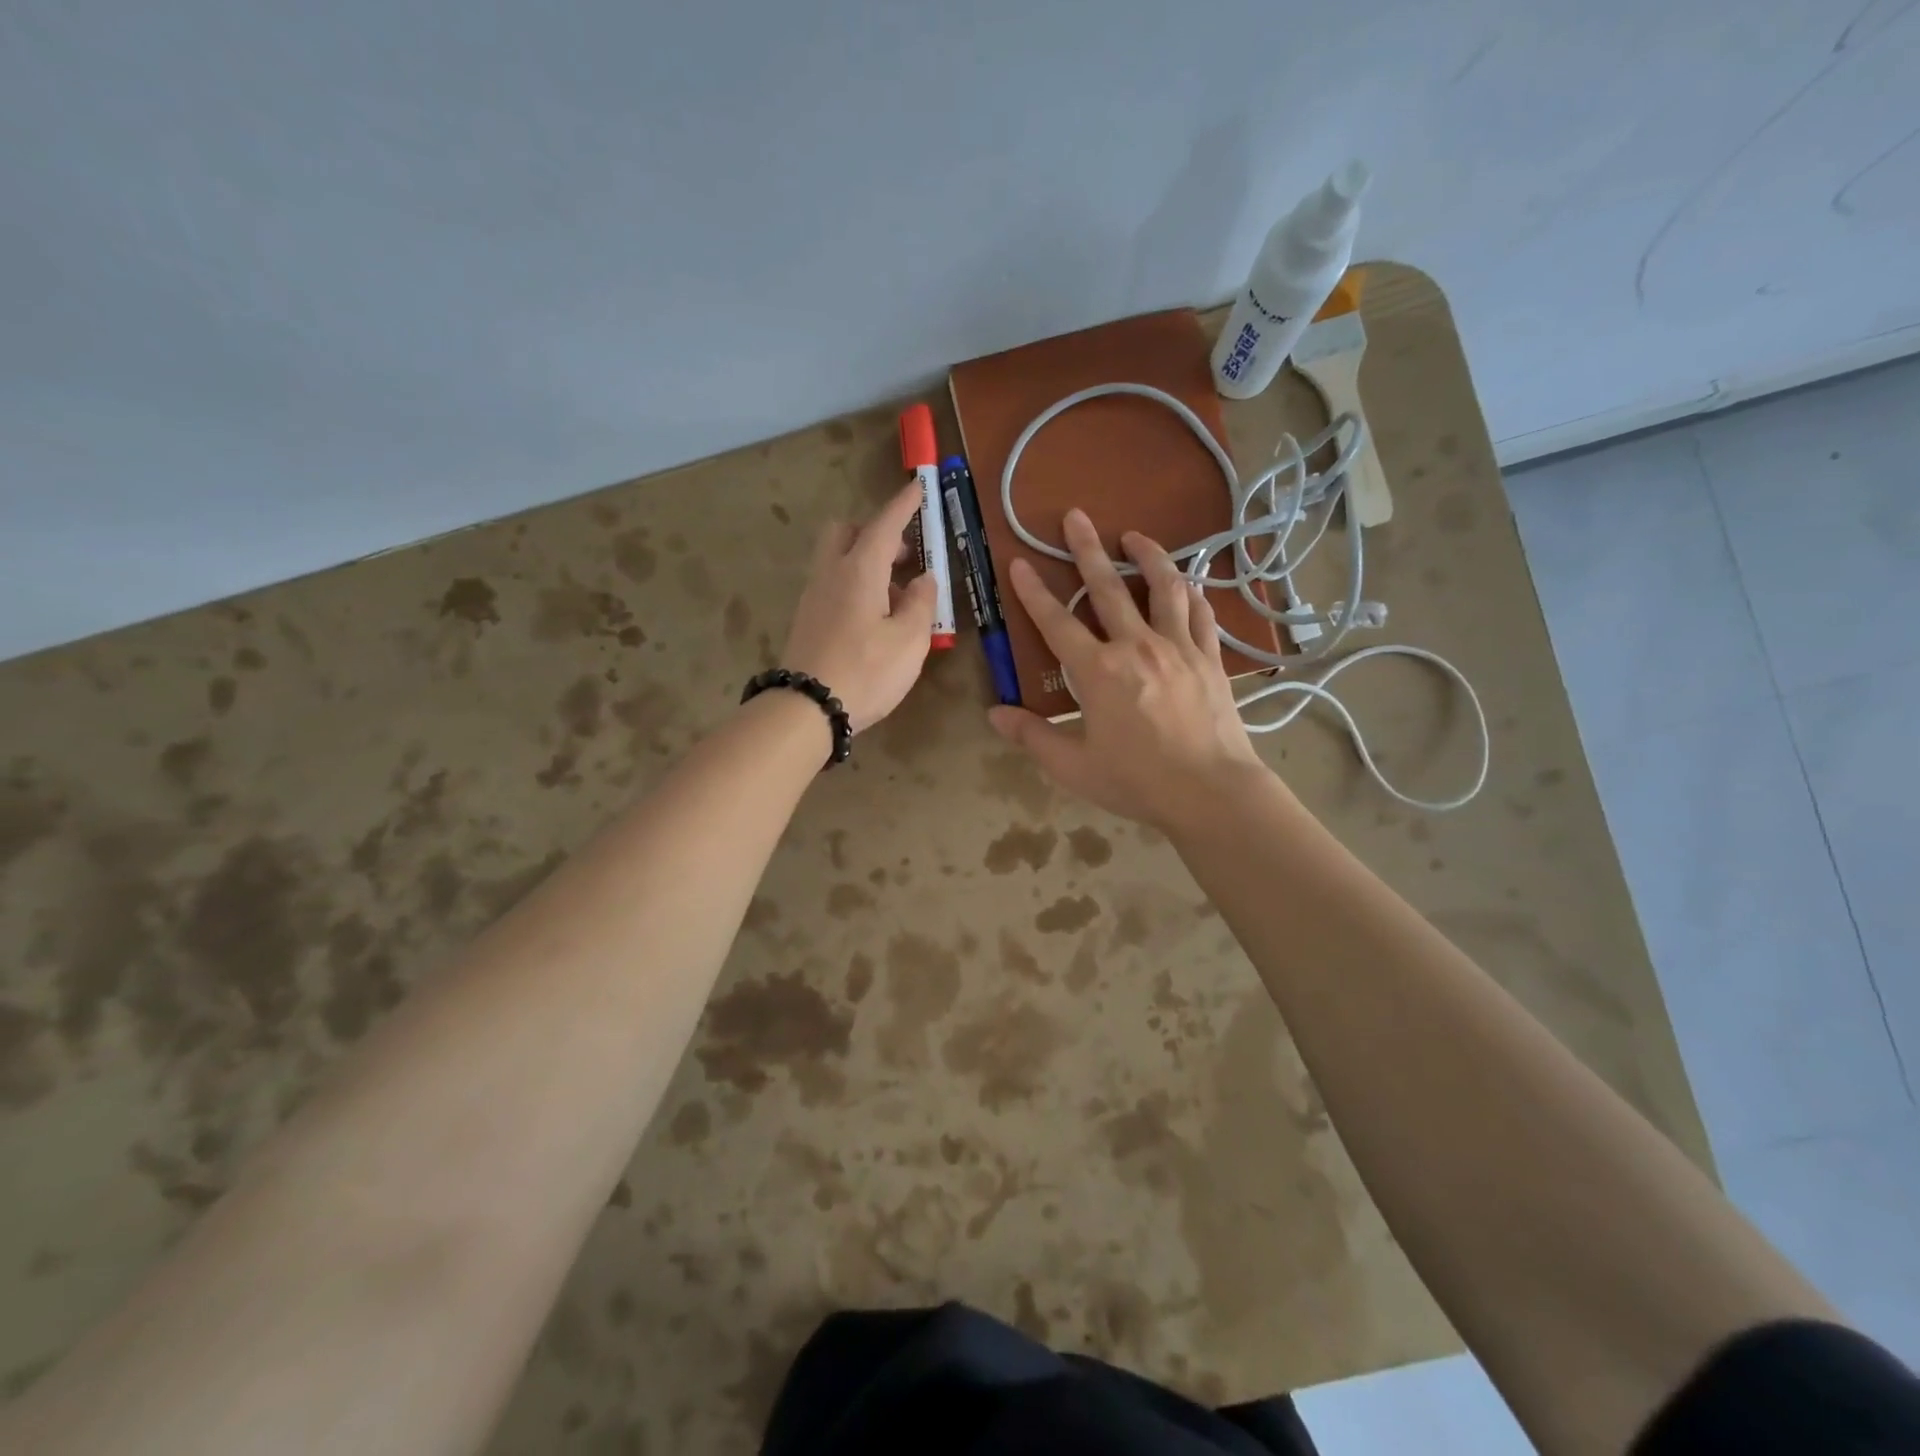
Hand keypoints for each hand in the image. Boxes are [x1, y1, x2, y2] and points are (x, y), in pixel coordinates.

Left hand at [781, 481, 938, 731]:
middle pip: (847, 532)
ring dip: (868, 563)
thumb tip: (923, 580)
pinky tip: (876, 619)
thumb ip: (921, 604)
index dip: (903, 504)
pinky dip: (856, 586)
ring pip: (839, 560)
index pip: (884, 524)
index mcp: (859, 570)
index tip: (917, 485)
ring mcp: (814, 597)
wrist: (807, 708)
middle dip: (876, 532)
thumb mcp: (909, 640)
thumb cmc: (866, 671)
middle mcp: (831, 574)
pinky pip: (834, 585)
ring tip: (899, 598)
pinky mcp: (807, 620)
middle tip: (905, 556)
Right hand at [987, 508, 1266, 832]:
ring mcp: (1179, 648)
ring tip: (1135, 536)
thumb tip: (995, 714)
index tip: (1019, 562)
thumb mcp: (1074, 766)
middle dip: (1087, 549)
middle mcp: (1137, 646)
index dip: (1033, 592)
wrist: (1211, 793)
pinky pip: (1201, 615)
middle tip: (1076, 516)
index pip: (1056, 622)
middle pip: (1108, 588)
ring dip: (1148, 556)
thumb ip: (1032, 736)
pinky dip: (1192, 594)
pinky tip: (1187, 584)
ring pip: (1163, 588)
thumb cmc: (1137, 782)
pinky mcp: (1210, 659)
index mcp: (1098, 671)